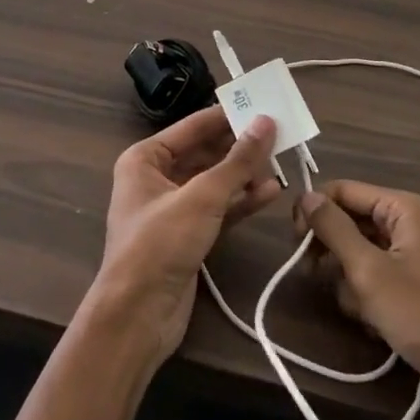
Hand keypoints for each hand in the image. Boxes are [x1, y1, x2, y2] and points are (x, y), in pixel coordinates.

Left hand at [94, 108, 279, 365]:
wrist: (137, 315)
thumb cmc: (161, 243)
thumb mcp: (202, 197)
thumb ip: (237, 160)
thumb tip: (266, 121)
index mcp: (145, 158)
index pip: (193, 126)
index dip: (227, 115)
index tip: (263, 104)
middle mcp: (156, 178)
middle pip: (204, 152)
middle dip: (240, 147)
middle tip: (280, 135)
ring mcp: (172, 208)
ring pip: (214, 181)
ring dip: (245, 174)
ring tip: (282, 162)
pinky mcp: (187, 235)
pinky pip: (218, 208)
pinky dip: (241, 200)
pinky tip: (270, 192)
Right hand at [297, 181, 419, 419]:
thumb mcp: (369, 271)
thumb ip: (334, 229)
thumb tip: (305, 195)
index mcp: (404, 208)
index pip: (343, 190)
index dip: (314, 211)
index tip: (294, 243)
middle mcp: (410, 222)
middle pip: (351, 221)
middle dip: (331, 250)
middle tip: (312, 275)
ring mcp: (414, 255)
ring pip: (359, 253)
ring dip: (349, 280)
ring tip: (359, 310)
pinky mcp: (416, 285)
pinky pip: (376, 277)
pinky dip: (367, 297)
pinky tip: (373, 323)